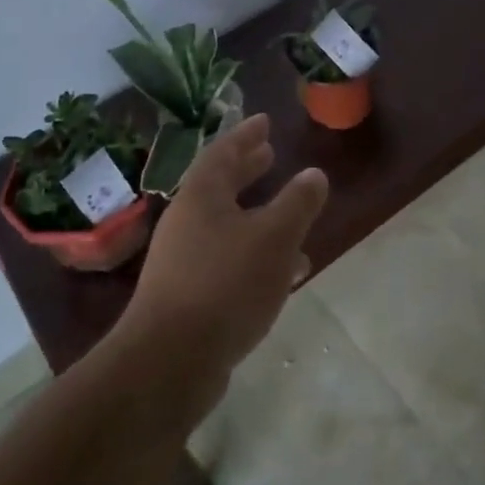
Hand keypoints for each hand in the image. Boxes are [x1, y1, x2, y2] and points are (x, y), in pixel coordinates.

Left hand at [122, 114, 328, 386]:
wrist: (169, 363)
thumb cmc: (225, 285)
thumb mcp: (275, 237)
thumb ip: (298, 203)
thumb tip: (314, 174)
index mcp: (202, 197)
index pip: (224, 152)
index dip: (246, 135)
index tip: (264, 121)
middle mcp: (187, 223)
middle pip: (220, 186)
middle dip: (247, 170)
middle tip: (269, 154)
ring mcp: (184, 261)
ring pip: (227, 225)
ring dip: (256, 215)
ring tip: (289, 214)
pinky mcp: (188, 297)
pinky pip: (228, 260)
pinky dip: (255, 254)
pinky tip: (284, 272)